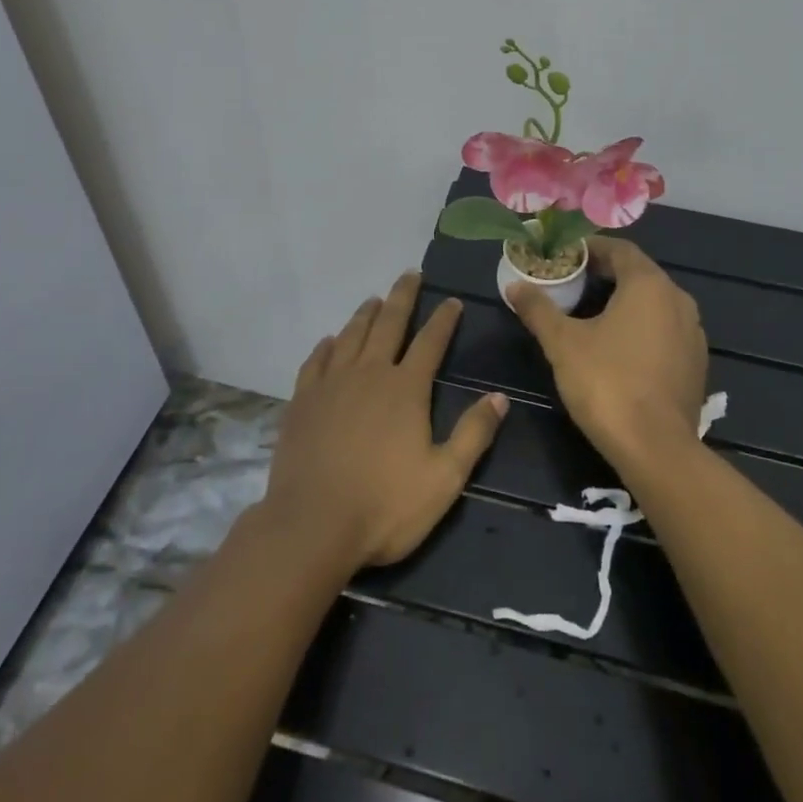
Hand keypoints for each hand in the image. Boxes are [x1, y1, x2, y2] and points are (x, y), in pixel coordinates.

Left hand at [262, 272, 508, 570]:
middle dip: (402, 297)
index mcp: (406, 389)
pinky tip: (329, 341)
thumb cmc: (385, 506)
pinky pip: (316, 361)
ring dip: (365, 314)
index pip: (430, 341)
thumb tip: (500, 397)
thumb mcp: (444, 478)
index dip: (443, 319)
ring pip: (351, 335)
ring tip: (374, 299)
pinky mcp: (302, 401)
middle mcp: (368, 374)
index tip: (452, 300)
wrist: (311, 526)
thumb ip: (473, 434)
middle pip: (388, 323)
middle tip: (410, 274)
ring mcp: (331, 384)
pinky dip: (326, 345)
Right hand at [506, 236, 707, 474]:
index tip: (565, 258)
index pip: (620, 249)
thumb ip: (538, 309)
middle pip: (639, 274)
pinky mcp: (696, 363)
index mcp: (649, 285)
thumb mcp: (562, 343)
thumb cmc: (606, 383)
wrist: (656, 448)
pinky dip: (642, 328)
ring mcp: (693, 333)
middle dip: (605, 275)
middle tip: (572, 284)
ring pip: (655, 303)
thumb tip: (515, 286)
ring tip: (591, 315)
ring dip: (625, 302)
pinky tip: (619, 348)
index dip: (591, 249)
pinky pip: (666, 330)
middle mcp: (679, 300)